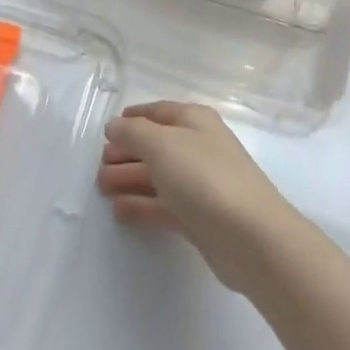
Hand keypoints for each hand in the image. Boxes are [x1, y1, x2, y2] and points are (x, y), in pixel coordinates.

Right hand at [98, 101, 302, 293]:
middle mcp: (199, 147)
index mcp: (195, 121)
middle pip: (157, 145)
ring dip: (129, 179)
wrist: (250, 237)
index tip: (108, 129)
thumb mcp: (162, 144)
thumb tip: (114, 125)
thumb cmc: (204, 177)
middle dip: (127, 152)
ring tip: (101, 187)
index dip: (133, 117)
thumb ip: (133, 132)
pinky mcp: (200, 218)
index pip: (159, 112)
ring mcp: (201, 184)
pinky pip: (164, 205)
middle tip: (99, 165)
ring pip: (159, 176)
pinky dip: (142, 205)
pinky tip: (119, 210)